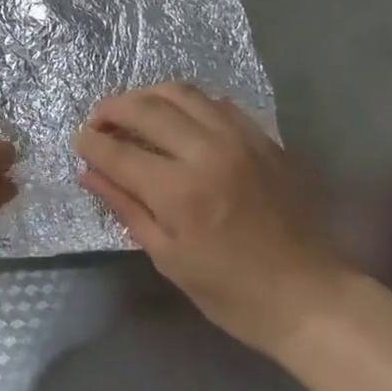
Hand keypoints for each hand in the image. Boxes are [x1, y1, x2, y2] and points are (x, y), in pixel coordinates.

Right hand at [75, 82, 351, 356]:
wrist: (312, 297)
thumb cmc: (233, 293)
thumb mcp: (169, 259)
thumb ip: (126, 208)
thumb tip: (89, 174)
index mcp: (179, 192)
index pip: (118, 151)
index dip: (91, 143)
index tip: (80, 142)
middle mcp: (207, 152)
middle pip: (146, 108)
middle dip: (112, 109)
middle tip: (99, 122)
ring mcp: (239, 139)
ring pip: (181, 93)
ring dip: (147, 96)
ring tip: (133, 111)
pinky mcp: (263, 138)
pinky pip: (216, 102)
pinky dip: (187, 103)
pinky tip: (179, 119)